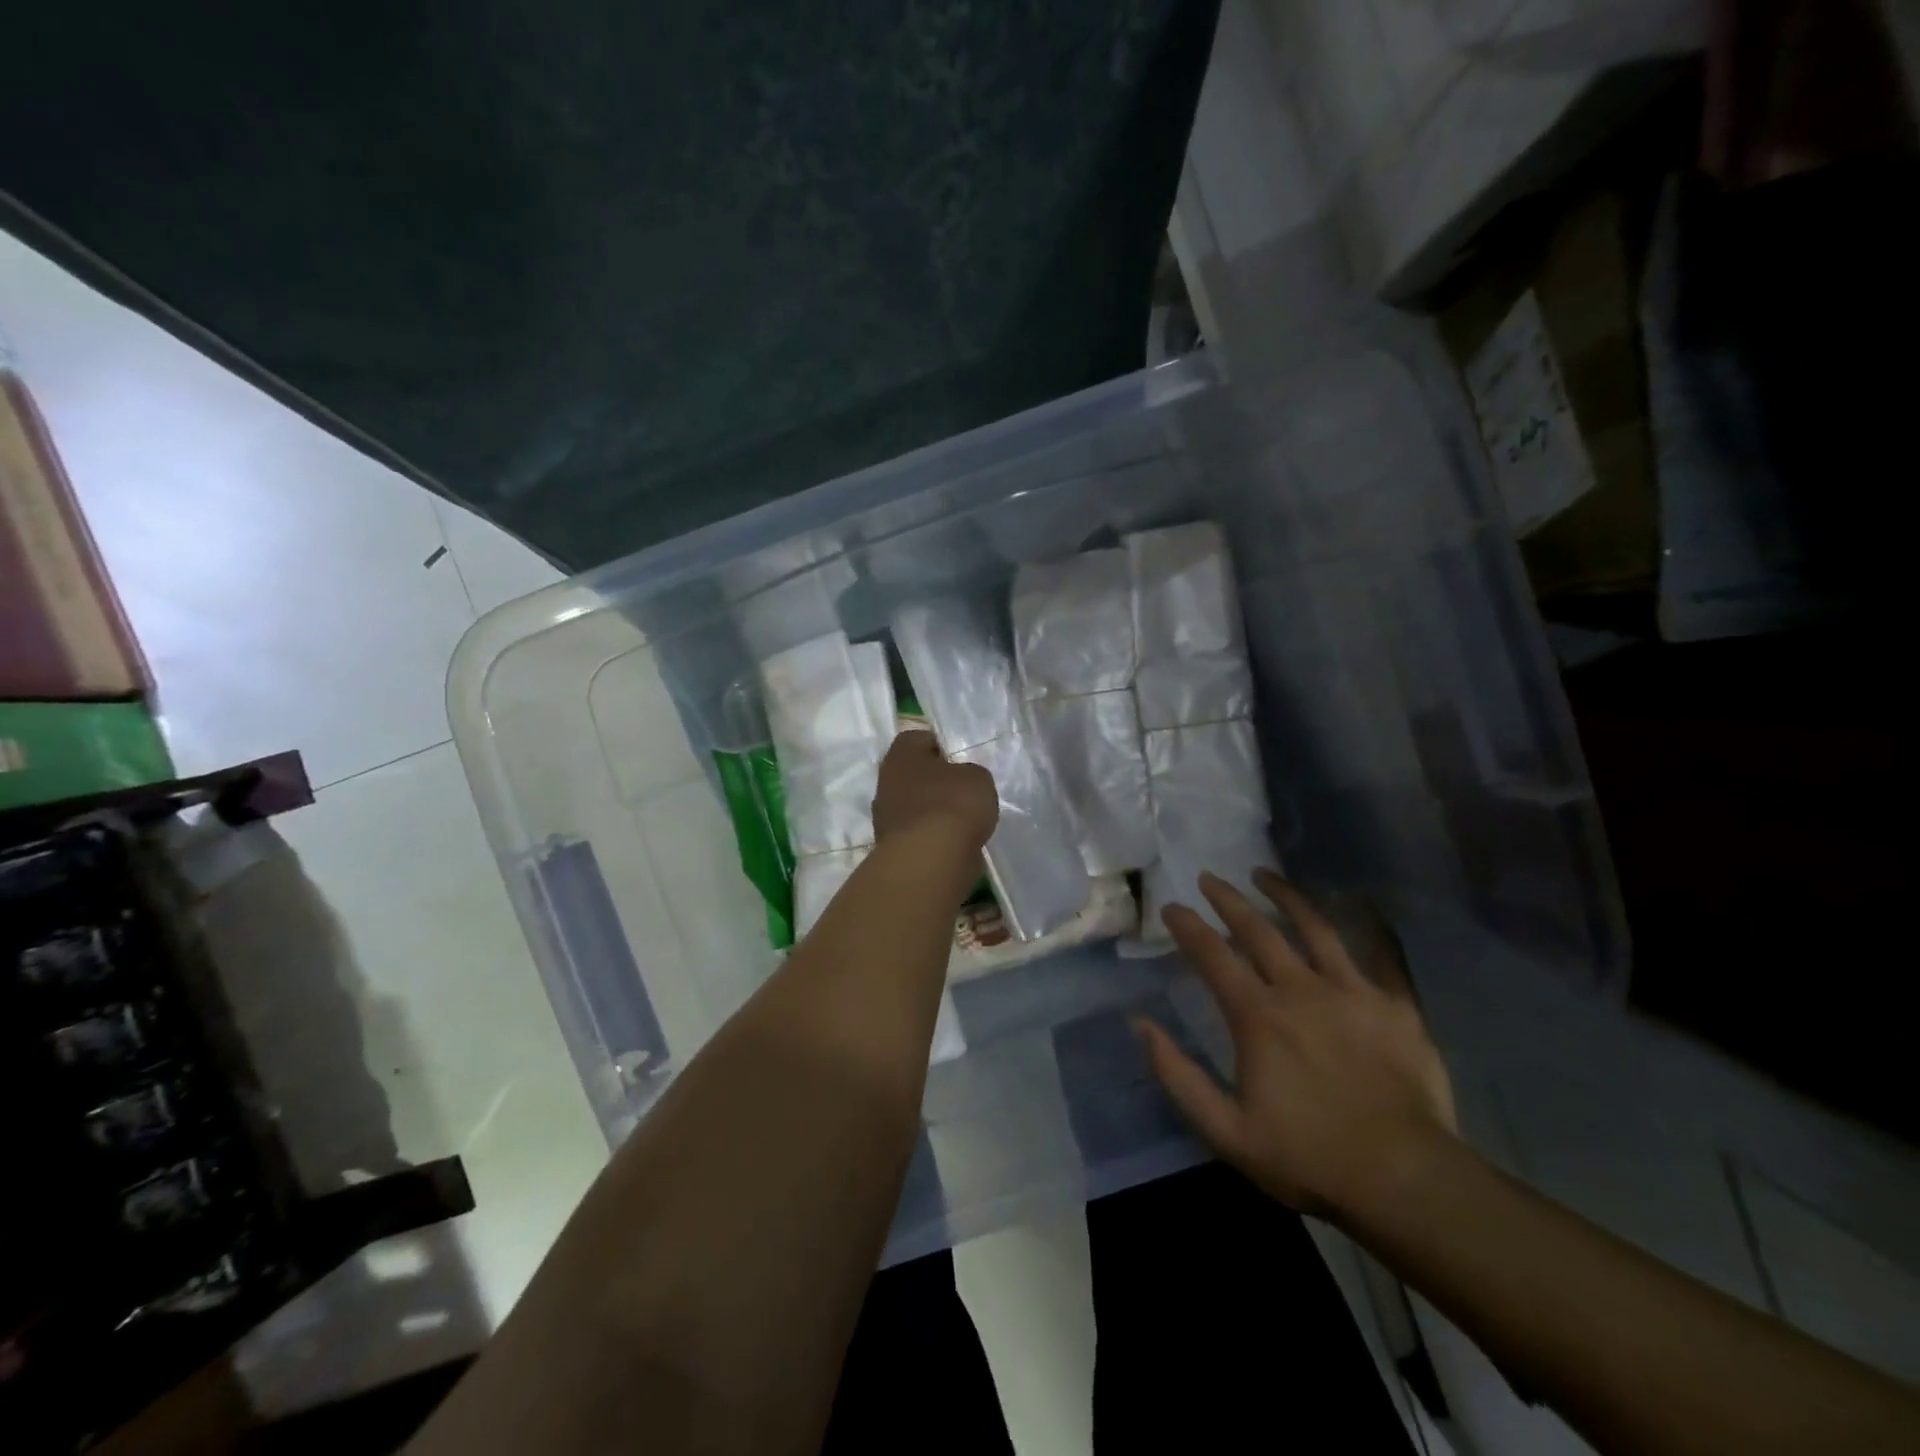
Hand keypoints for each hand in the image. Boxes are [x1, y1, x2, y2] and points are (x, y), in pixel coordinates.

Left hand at [872, 730, 997, 851]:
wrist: (930, 860)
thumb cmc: (953, 804)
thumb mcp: (977, 777)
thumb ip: (969, 773)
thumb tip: (961, 781)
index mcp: (901, 754)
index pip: (919, 739)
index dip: (941, 746)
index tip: (961, 759)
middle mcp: (886, 782)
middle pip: (914, 775)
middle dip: (936, 781)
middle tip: (963, 789)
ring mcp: (885, 817)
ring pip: (914, 806)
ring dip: (933, 811)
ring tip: (963, 820)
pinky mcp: (892, 847)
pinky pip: (917, 833)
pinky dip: (933, 837)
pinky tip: (954, 843)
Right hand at [1137, 870, 1457, 1223]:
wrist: (1405, 1181)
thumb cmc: (1308, 1157)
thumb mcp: (1225, 1130)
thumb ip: (1178, 1075)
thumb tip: (1141, 1024)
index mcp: (1257, 1015)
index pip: (1212, 955)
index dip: (1187, 926)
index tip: (1171, 907)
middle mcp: (1300, 989)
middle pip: (1257, 929)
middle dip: (1227, 899)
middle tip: (1209, 878)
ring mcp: (1352, 992)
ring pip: (1314, 927)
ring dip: (1285, 896)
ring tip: (1264, 875)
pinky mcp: (1396, 1006)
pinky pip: (1380, 953)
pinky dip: (1367, 925)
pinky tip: (1357, 905)